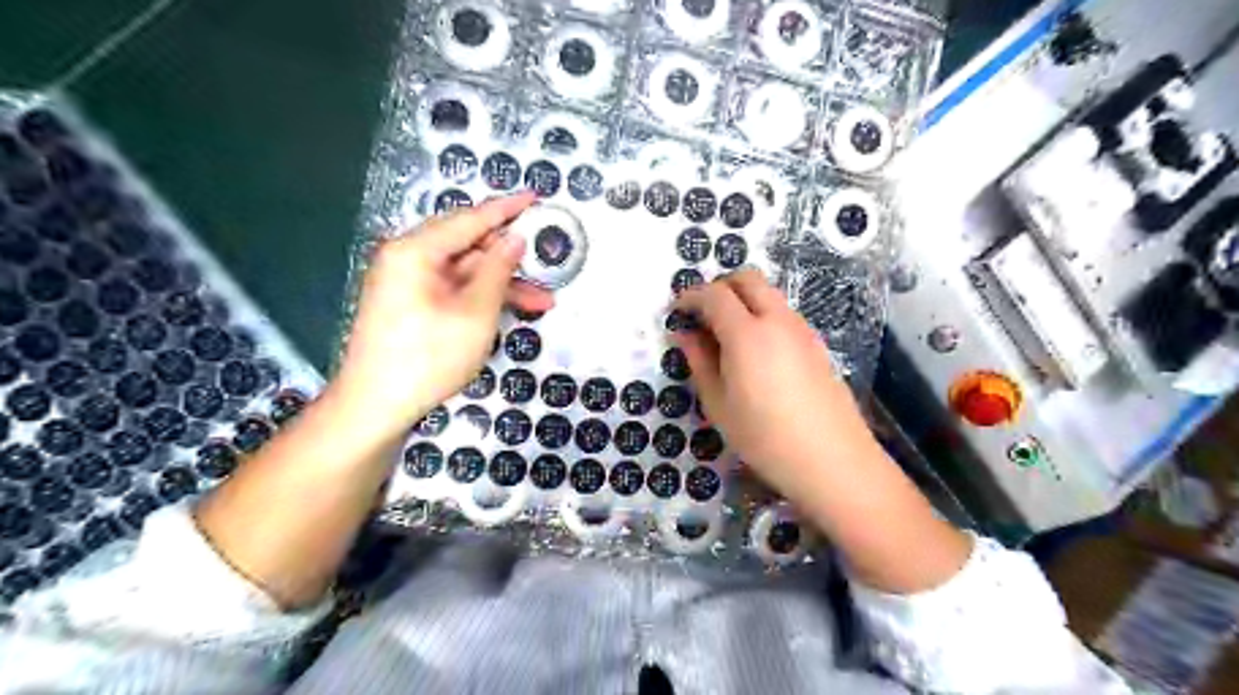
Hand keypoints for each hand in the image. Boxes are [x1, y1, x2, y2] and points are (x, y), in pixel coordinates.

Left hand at [338, 194, 554, 437]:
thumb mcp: (475, 312)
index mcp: (416, 251)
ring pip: (465, 272)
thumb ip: (497, 270)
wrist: (376, 406)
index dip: (507, 209)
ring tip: (543, 302)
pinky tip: (511, 310)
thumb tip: (515, 239)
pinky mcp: (412, 304)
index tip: (536, 196)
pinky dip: (482, 298)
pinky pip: (454, 289)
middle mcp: (408, 258)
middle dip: (511, 258)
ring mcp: (408, 283)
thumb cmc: (428, 357)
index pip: (470, 219)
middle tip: (547, 261)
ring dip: (502, 284)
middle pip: (468, 245)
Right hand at [674, 269, 874, 503]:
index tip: (677, 311)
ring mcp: (802, 330)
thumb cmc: (765, 438)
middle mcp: (777, 320)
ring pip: (769, 294)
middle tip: (702, 314)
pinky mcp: (817, 344)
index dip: (691, 297)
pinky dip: (762, 316)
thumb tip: (684, 334)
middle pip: (747, 279)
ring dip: (743, 300)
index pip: (714, 295)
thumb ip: (699, 362)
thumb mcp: (719, 405)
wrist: (833, 461)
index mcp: (748, 334)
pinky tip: (755, 353)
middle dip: (720, 286)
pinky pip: (783, 314)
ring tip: (726, 336)